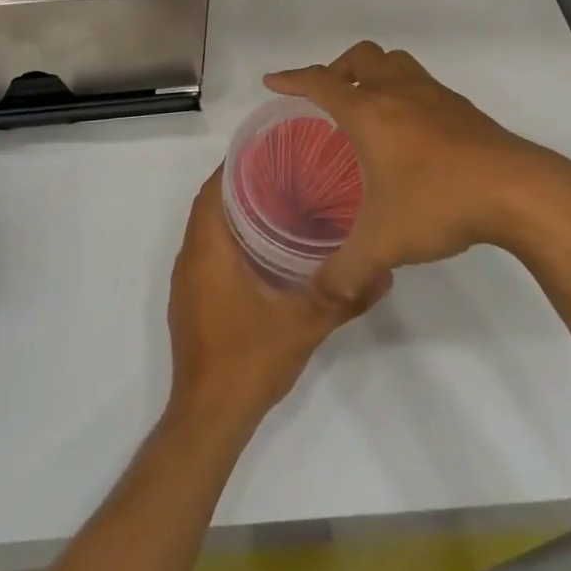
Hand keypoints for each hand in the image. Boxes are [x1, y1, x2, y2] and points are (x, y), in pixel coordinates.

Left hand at [167, 169, 384, 430]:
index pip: (212, 190)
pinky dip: (228, 241)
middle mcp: (190, 259)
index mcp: (208, 251)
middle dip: (240, 186)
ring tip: (278, 203)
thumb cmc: (249, 361)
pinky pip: (206, 254)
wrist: (208, 419)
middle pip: (209, 206)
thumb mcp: (305, 326)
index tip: (269, 151)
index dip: (235, 165)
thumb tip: (383, 272)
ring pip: (206, 232)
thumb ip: (343, 297)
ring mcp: (187, 283)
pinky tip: (262, 251)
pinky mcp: (190, 303)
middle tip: (284, 174)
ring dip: (234, 214)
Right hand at [266, 41, 570, 304]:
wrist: (517, 190)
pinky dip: (405, 92)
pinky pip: (422, 84)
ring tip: (368, 104)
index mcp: (369, 112)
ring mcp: (435, 96)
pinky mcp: (463, 108)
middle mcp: (398, 92)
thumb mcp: (383, 244)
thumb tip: (322, 293)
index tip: (273, 81)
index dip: (292, 80)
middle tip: (327, 96)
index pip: (320, 83)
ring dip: (374, 73)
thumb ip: (346, 270)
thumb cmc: (438, 202)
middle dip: (336, 69)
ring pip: (396, 62)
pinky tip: (411, 130)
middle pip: (361, 57)